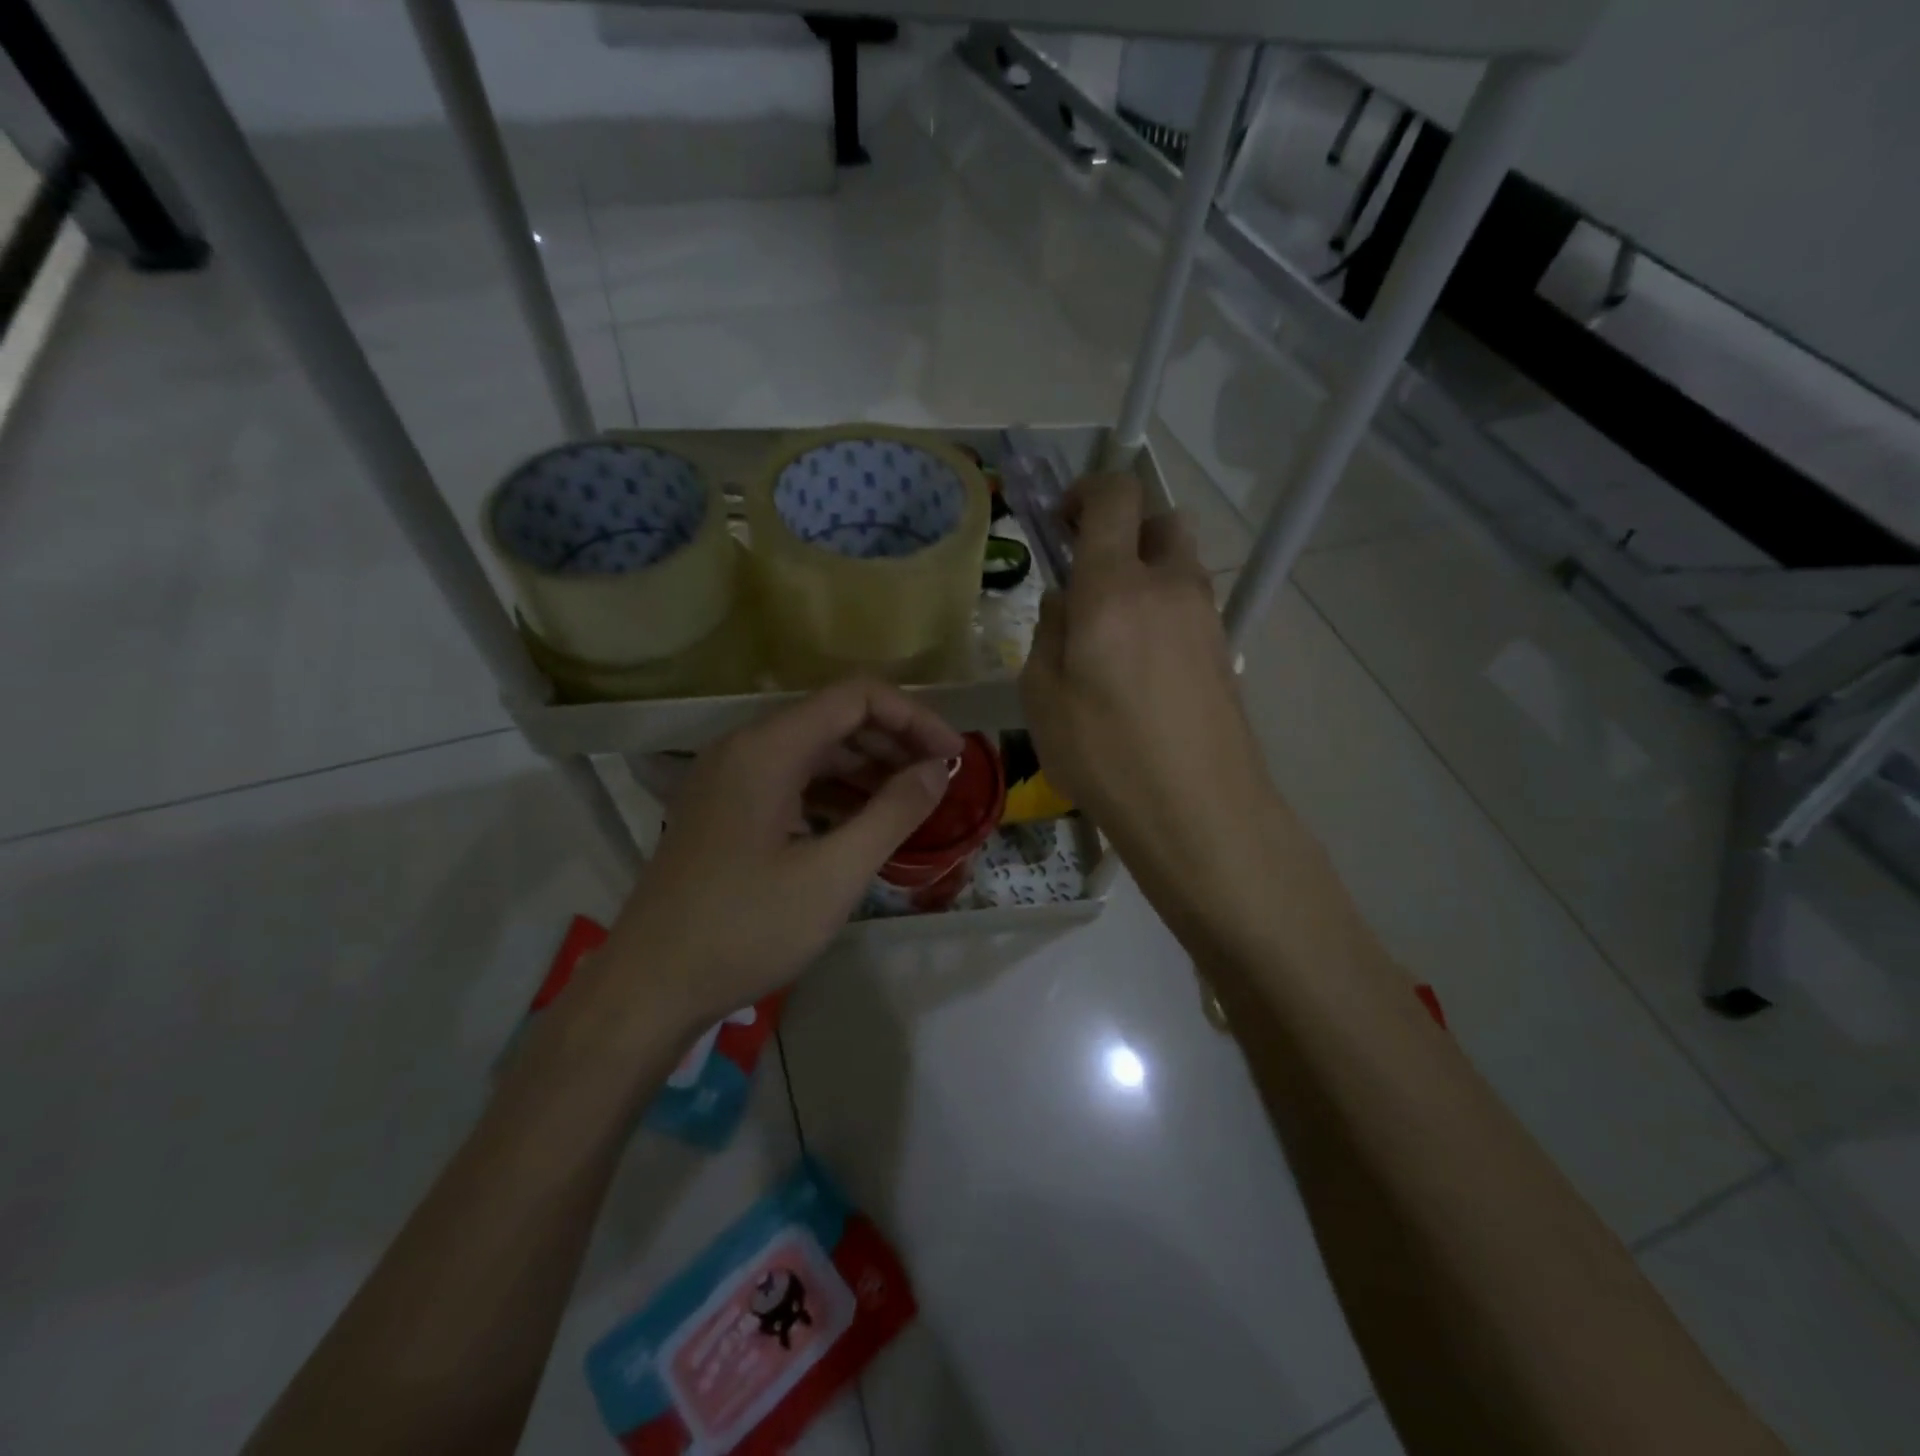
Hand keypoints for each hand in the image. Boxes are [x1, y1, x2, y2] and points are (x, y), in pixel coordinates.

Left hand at [602, 680, 963, 1031]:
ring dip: (866, 767)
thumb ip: (893, 813)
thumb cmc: (745, 929)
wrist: (648, 989)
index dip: (914, 717)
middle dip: (894, 742)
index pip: (856, 697)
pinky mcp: (723, 809)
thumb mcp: (833, 875)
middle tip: (939, 779)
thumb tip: (937, 770)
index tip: (952, 755)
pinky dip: (833, 791)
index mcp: (767, 748)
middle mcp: (744, 748)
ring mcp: (728, 778)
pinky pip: (790, 779)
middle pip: (834, 718)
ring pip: (812, 750)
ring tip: (911, 801)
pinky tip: (862, 821)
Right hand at [1019, 474, 1279, 934]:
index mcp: (1115, 587)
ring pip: (1180, 566)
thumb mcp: (1042, 697)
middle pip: (1160, 521)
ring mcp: (1206, 619)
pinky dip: (1164, 614)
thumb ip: (1049, 633)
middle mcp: (1169, 587)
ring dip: (1147, 575)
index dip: (1087, 490)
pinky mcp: (1224, 652)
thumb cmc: (1105, 754)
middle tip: (1091, 576)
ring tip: (1113, 635)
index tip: (1061, 520)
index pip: (1116, 496)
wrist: (1199, 811)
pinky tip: (1142, 670)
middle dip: (1125, 531)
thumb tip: (1067, 603)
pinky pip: (1190, 609)